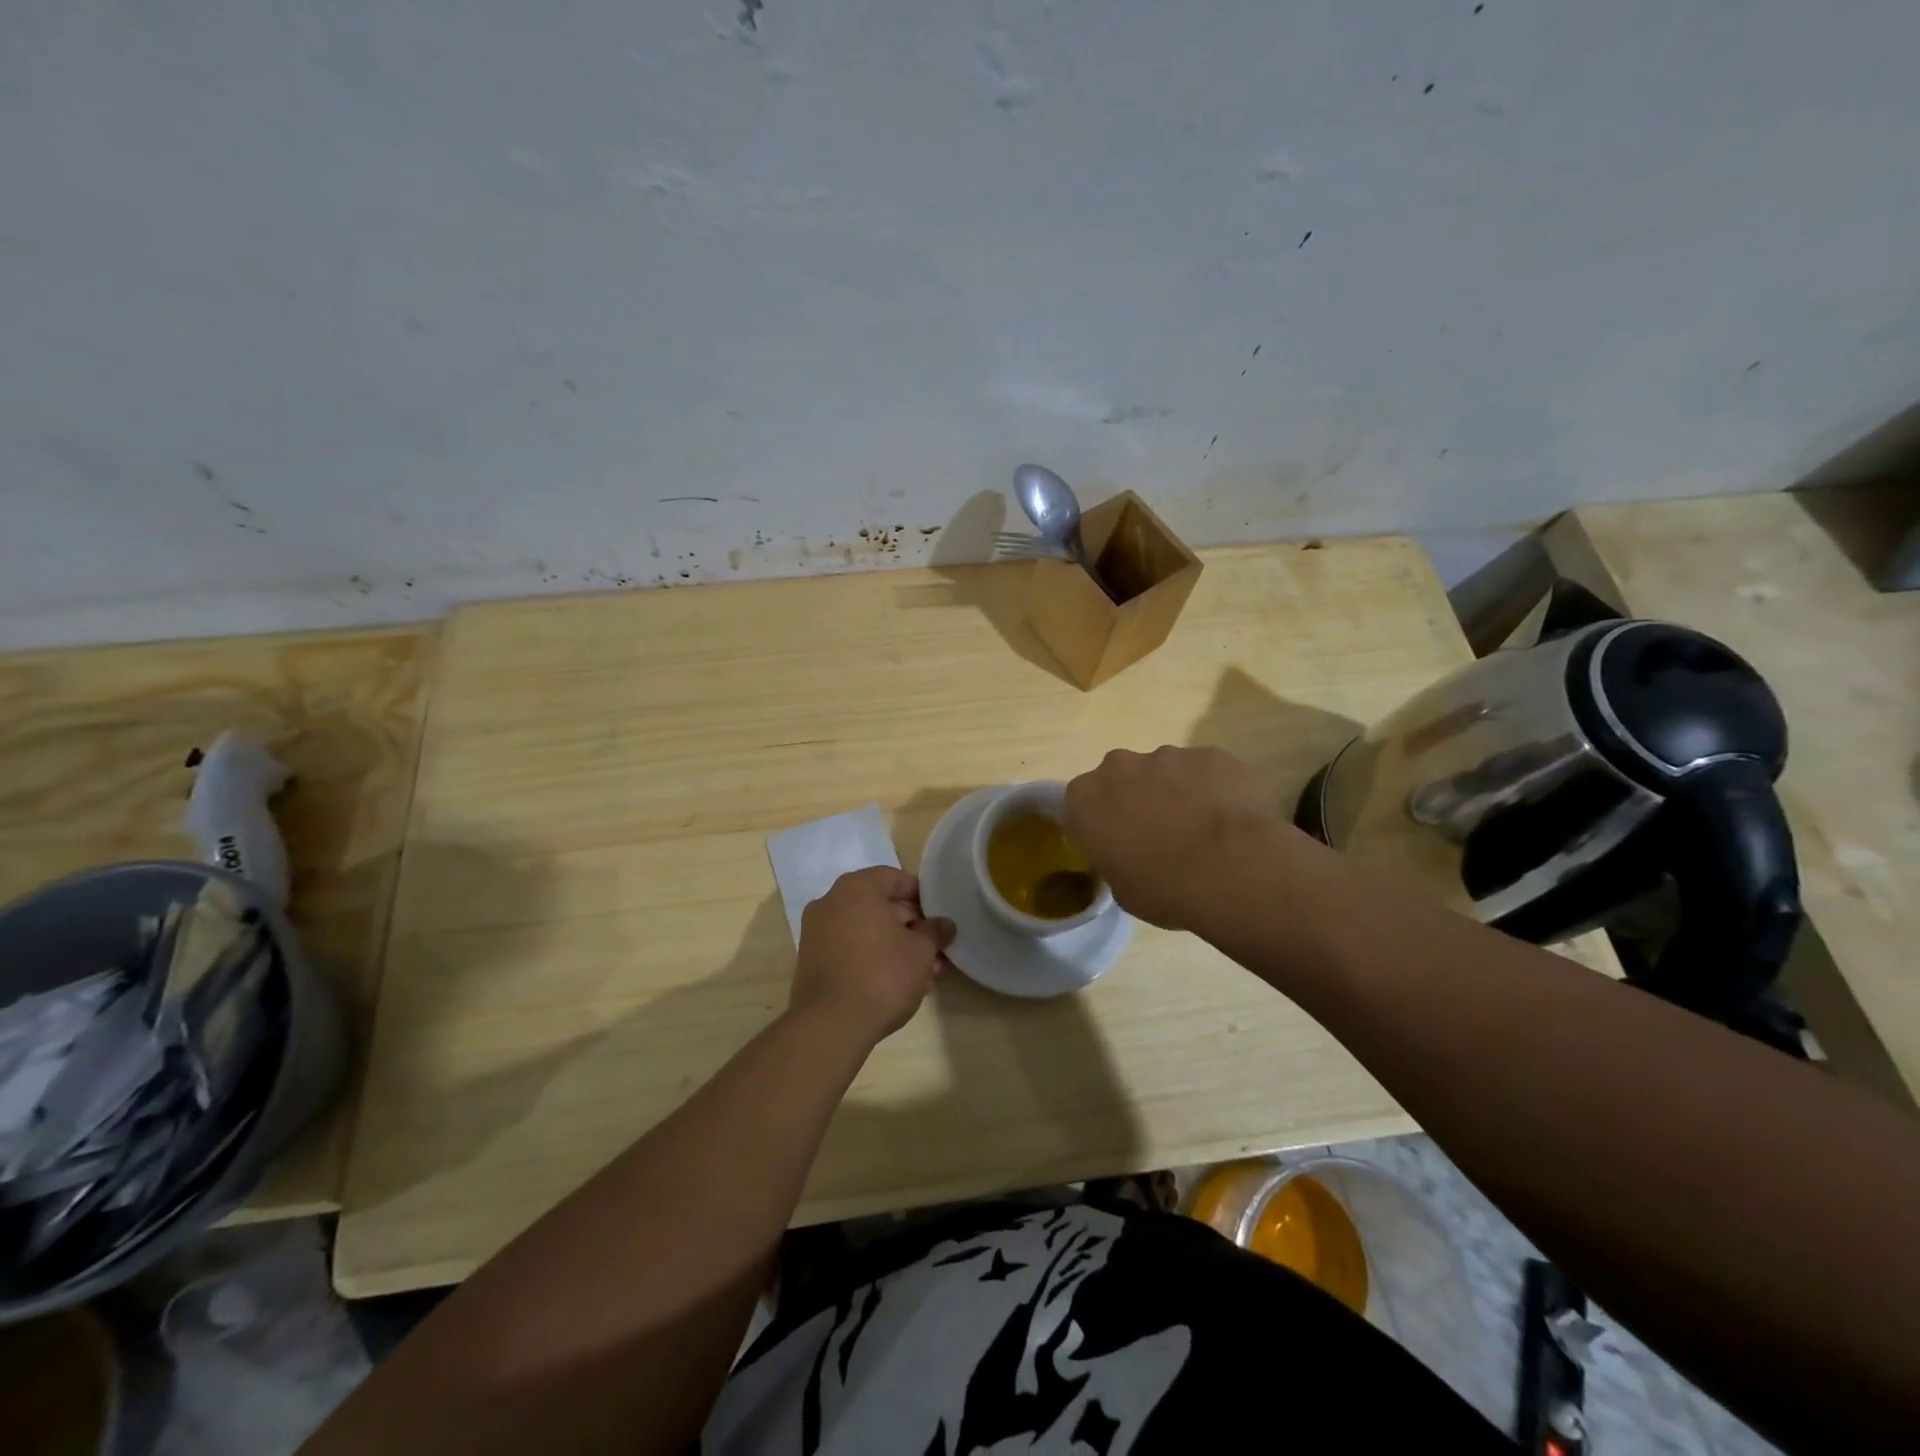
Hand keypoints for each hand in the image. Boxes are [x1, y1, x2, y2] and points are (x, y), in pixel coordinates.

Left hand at [791, 867, 954, 1047]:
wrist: (831, 1025)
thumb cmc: (882, 974)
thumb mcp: (921, 951)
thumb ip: (935, 932)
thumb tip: (945, 925)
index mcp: (856, 888)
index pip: (896, 879)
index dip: (922, 897)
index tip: (939, 918)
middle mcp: (831, 902)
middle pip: (879, 905)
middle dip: (910, 927)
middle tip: (935, 950)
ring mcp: (816, 932)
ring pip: (866, 931)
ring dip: (894, 946)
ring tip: (922, 974)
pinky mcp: (811, 961)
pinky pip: (849, 950)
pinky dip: (872, 958)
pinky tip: (895, 983)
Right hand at [1065, 746, 1289, 930]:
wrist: (1233, 870)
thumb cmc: (1164, 888)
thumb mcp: (1122, 888)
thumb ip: (1116, 857)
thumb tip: (1130, 853)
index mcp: (1087, 797)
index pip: (1082, 802)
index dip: (1101, 821)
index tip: (1118, 842)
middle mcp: (1120, 766)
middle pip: (1123, 777)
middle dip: (1138, 797)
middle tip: (1160, 834)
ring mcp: (1169, 755)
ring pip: (1167, 771)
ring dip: (1178, 792)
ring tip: (1203, 830)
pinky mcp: (1212, 755)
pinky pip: (1206, 771)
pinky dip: (1214, 789)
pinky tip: (1232, 820)